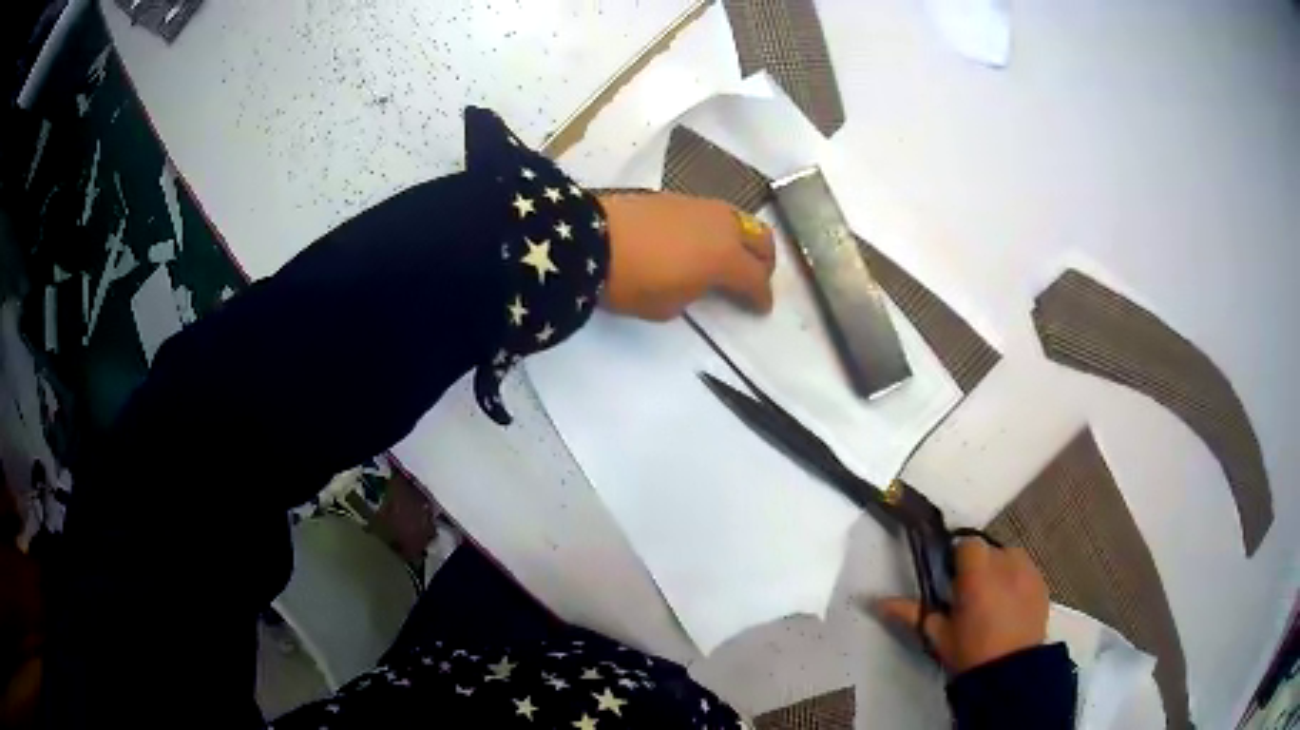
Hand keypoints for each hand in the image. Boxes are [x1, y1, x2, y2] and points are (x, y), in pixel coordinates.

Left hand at [597, 192, 775, 320]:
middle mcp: (723, 226)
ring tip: (729, 258)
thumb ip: (695, 293)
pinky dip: (717, 230)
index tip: (761, 309)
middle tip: (756, 279)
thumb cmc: (633, 282)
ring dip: (742, 241)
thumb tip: (699, 281)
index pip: (757, 279)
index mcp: (726, 258)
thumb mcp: (669, 306)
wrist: (591, 239)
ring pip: (739, 220)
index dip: (762, 297)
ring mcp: (701, 206)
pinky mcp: (677, 197)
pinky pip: (712, 214)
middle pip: (761, 239)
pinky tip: (700, 242)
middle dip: (764, 262)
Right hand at [874, 539, 1048, 673]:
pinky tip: (1010, 605)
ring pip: (1008, 557)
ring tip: (992, 600)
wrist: (1011, 672)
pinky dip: (1016, 580)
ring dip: (998, 570)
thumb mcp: (938, 635)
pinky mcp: (1042, 583)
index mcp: (978, 571)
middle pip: (988, 549)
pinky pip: (1025, 570)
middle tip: (969, 596)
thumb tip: (877, 602)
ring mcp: (1029, 571)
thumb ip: (911, 613)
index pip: (966, 543)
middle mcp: (1006, 562)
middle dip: (978, 566)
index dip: (957, 559)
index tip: (951, 582)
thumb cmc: (970, 652)